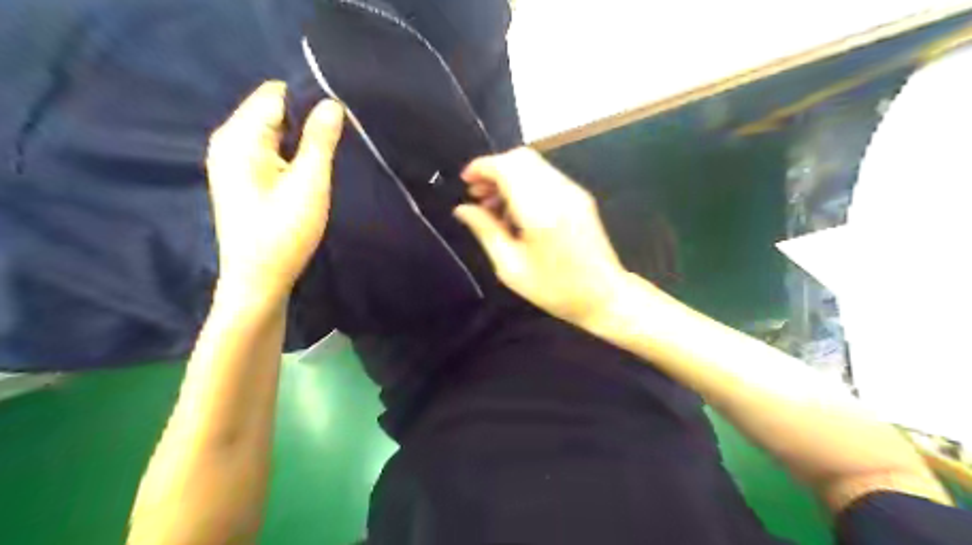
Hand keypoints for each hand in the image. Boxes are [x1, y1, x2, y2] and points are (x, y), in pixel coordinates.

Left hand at [203, 81, 341, 300]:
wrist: (258, 280)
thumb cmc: (284, 232)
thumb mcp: (309, 183)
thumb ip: (320, 140)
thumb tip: (332, 103)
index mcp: (239, 137)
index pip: (276, 94)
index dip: (309, 101)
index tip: (341, 120)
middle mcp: (228, 141)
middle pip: (273, 111)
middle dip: (307, 122)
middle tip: (339, 143)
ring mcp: (232, 161)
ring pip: (274, 133)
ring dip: (302, 141)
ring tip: (328, 158)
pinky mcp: (241, 179)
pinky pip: (269, 151)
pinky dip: (291, 155)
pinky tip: (309, 173)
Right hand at [454, 145, 626, 327]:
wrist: (605, 296)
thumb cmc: (555, 289)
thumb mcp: (511, 267)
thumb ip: (486, 231)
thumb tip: (462, 209)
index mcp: (540, 210)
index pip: (507, 166)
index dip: (481, 167)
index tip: (465, 182)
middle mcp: (559, 191)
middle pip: (521, 157)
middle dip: (494, 169)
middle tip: (477, 196)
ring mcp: (573, 192)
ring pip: (534, 165)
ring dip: (509, 176)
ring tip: (493, 207)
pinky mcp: (580, 197)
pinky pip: (546, 177)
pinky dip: (525, 184)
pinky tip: (516, 211)